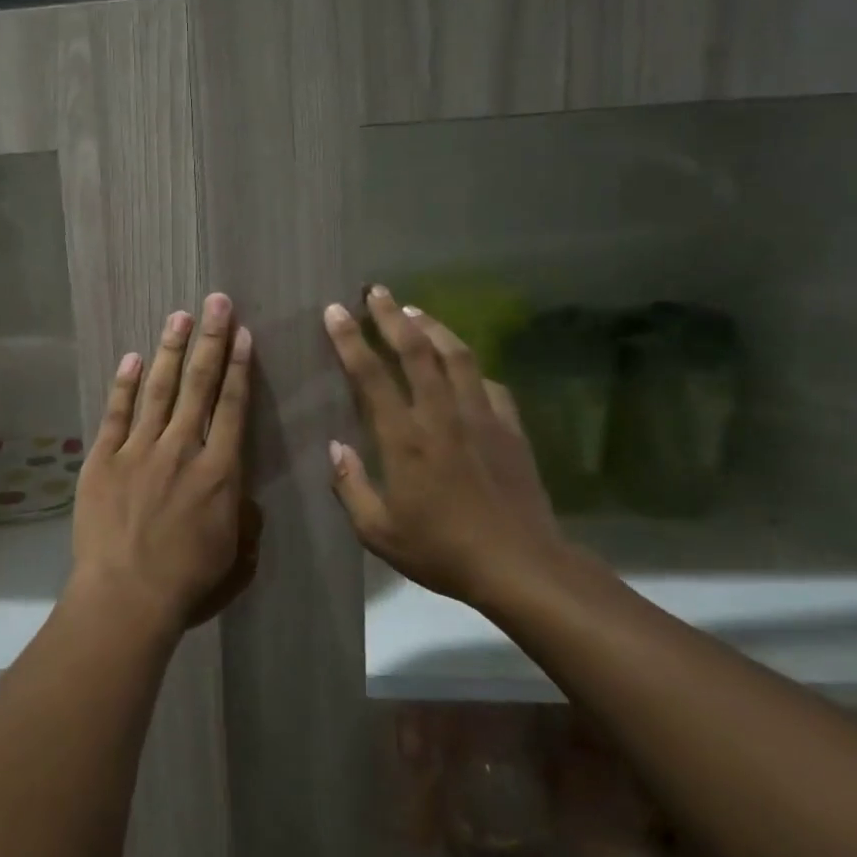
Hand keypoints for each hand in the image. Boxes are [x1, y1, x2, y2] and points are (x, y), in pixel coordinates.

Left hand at [70, 294, 253, 636]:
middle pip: (199, 385)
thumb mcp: (237, 556)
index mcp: (219, 472)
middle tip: (215, 302)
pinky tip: (133, 358)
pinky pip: (116, 413)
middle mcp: (182, 449)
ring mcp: (139, 450)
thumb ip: (245, 518)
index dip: (238, 367)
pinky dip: (125, 384)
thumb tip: (242, 493)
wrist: (126, 597)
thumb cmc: (188, 583)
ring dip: (170, 350)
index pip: (233, 407)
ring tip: (179, 316)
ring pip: (159, 389)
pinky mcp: (103, 460)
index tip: (242, 334)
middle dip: (209, 340)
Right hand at [323, 285, 565, 606]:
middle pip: (415, 351)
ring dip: (433, 328)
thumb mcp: (378, 532)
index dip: (349, 340)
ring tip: (415, 310)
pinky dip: (471, 367)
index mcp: (404, 439)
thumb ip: (351, 487)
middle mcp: (441, 416)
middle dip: (391, 316)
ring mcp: (481, 418)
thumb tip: (336, 448)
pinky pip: (489, 384)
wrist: (521, 566)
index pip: (371, 376)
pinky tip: (463, 364)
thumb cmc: (442, 551)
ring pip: (456, 356)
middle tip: (376, 290)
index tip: (335, 311)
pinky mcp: (510, 428)